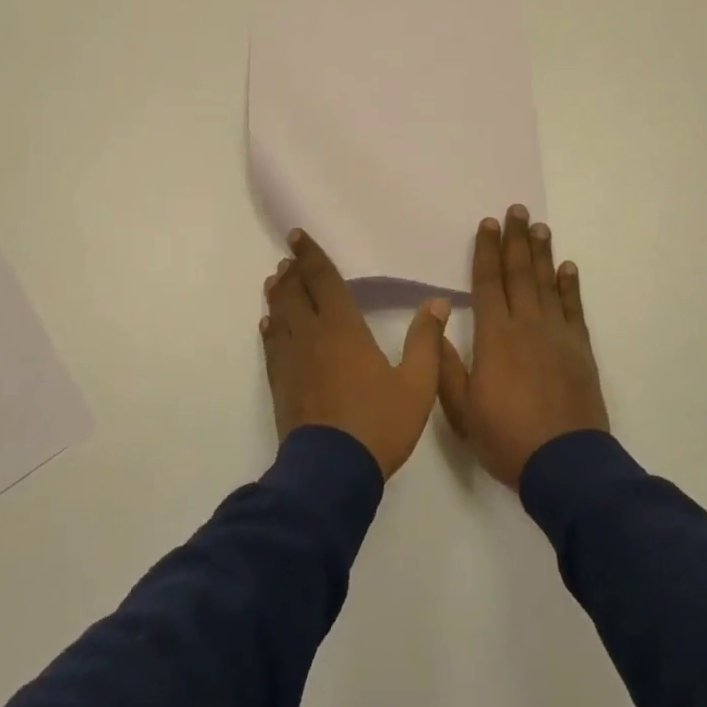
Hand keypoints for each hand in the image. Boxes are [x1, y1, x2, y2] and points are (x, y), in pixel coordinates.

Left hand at [261, 229, 450, 478]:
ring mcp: (292, 360)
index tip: (297, 236)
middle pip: (296, 294)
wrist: (331, 470)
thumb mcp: (417, 385)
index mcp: (344, 329)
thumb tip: (437, 304)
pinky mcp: (281, 384)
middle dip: (293, 271)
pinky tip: (269, 325)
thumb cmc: (378, 424)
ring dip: (278, 295)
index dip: (311, 256)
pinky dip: (271, 329)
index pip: (324, 281)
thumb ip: (427, 342)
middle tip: (289, 257)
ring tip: (275, 280)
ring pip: (280, 316)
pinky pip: (272, 346)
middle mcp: (312, 336)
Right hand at [439, 205, 609, 488]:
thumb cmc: (506, 437)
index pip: (488, 284)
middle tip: (516, 210)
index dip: (486, 252)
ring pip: (548, 285)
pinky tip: (568, 268)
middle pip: (520, 274)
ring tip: (539, 227)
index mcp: (495, 337)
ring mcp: (558, 336)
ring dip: (542, 254)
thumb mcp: (461, 409)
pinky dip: (570, 287)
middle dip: (515, 240)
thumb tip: (437, 325)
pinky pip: (574, 310)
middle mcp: (527, 326)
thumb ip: (446, 366)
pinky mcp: (581, 350)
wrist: (565, 464)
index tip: (487, 224)